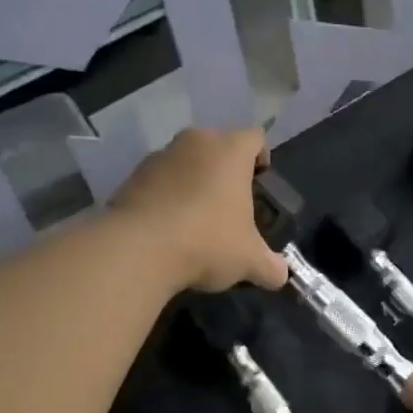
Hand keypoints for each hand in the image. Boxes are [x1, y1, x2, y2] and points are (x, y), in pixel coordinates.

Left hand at [109, 127, 289, 293]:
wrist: (137, 250)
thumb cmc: (207, 241)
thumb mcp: (249, 260)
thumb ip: (270, 266)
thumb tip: (281, 275)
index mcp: (230, 150)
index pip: (255, 137)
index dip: (261, 156)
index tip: (260, 182)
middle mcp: (195, 142)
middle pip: (217, 144)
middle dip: (225, 169)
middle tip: (230, 201)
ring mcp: (160, 156)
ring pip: (185, 160)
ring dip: (192, 180)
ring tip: (195, 217)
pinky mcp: (131, 176)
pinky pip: (158, 179)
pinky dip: (165, 195)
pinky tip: (167, 227)